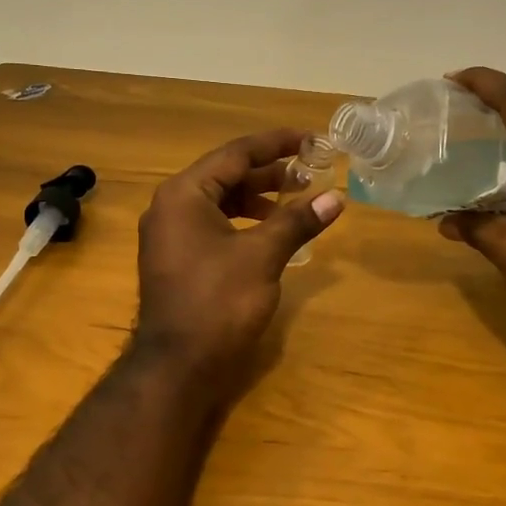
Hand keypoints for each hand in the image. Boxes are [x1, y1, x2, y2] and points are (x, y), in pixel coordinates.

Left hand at [134, 128, 344, 395]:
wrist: (177, 366)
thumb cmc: (218, 303)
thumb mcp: (262, 257)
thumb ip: (297, 221)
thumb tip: (335, 198)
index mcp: (184, 194)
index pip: (235, 153)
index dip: (276, 144)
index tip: (310, 138)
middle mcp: (170, 206)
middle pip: (225, 175)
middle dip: (269, 172)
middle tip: (310, 171)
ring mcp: (169, 234)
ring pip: (219, 202)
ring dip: (257, 198)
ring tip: (296, 200)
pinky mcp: (176, 259)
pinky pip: (212, 225)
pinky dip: (243, 222)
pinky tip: (270, 232)